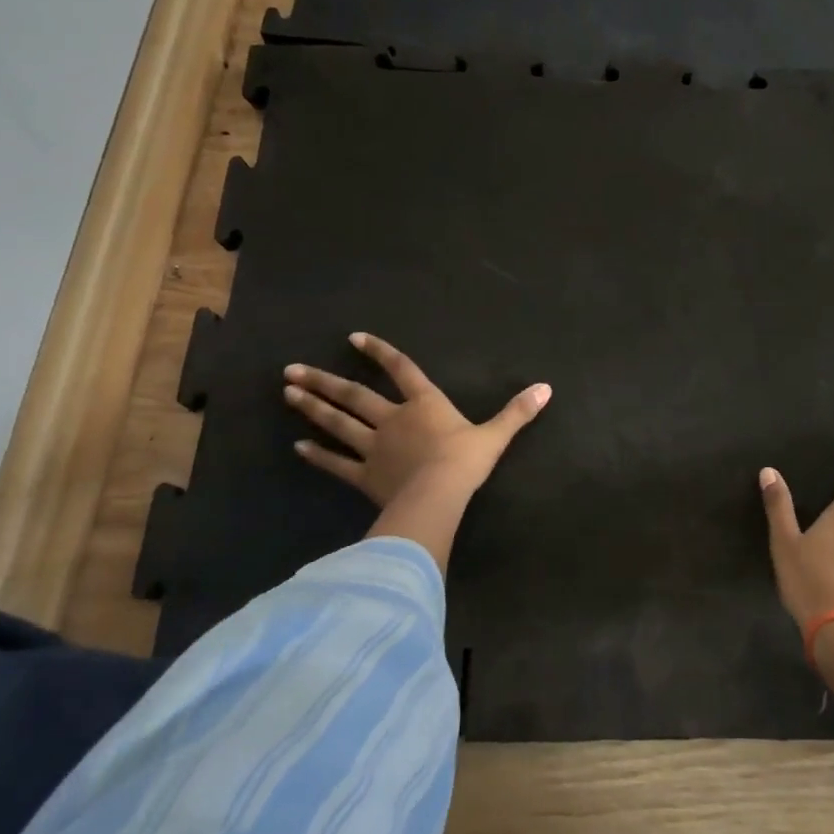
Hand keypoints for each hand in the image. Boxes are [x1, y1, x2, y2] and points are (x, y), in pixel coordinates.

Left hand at [285, 333, 549, 504]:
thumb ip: (517, 412)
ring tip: (287, 393)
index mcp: (424, 404)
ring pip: (338, 424)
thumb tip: (547, 388)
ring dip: (312, 409)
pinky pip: (337, 463)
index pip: (401, 370)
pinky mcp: (364, 476)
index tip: (354, 338)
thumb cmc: (466, 461)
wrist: (439, 495)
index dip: (379, 353)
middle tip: (292, 370)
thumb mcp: (496, 435)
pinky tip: (297, 448)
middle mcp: (393, 419)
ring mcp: (374, 447)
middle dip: (324, 381)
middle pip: (354, 396)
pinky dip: (317, 456)